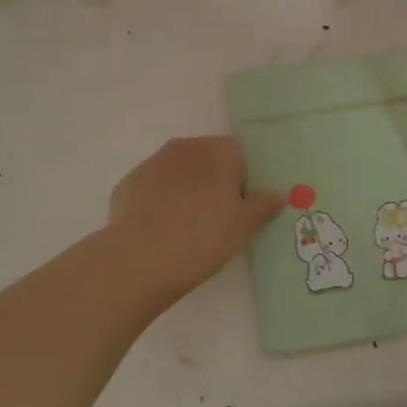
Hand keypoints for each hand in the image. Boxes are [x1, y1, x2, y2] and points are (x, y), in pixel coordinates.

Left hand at [105, 136, 283, 303]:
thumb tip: (277, 193)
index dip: (244, 180)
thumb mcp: (243, 227)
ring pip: (179, 172)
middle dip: (214, 182)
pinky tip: (161, 230)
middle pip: (208, 159)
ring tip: (188, 227)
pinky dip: (160, 202)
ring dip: (187, 190)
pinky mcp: (129, 183)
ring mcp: (153, 162)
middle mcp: (185, 147)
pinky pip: (154, 188)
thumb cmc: (202, 238)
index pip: (240, 154)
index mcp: (218, 151)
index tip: (242, 208)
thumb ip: (263, 205)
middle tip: (219, 219)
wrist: (138, 259)